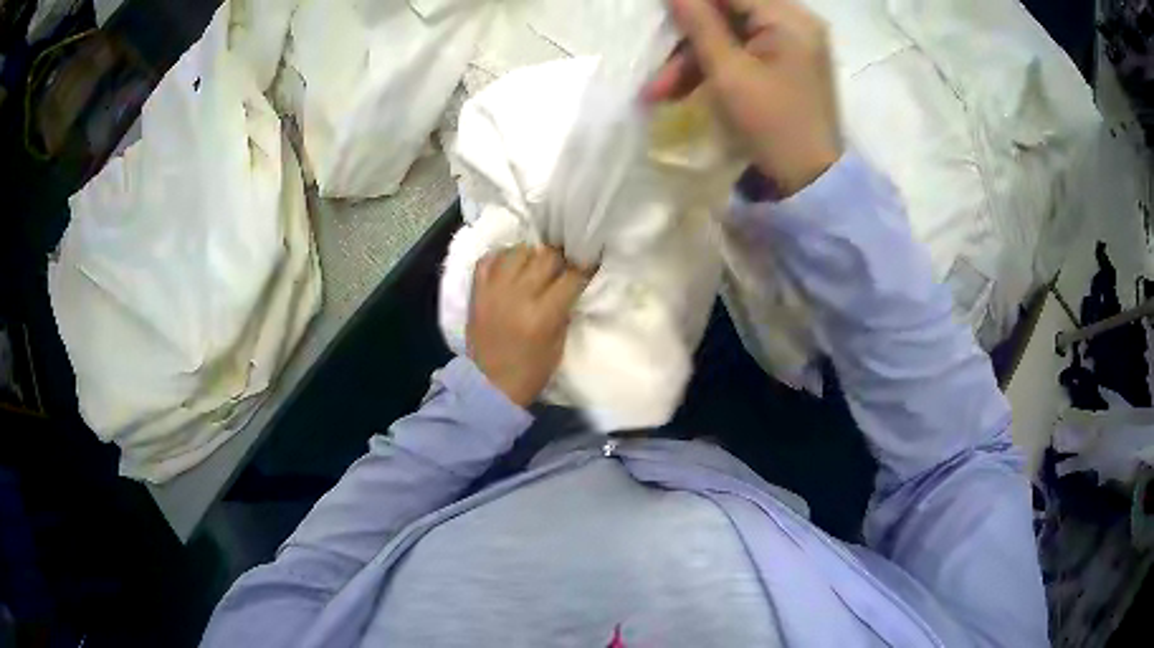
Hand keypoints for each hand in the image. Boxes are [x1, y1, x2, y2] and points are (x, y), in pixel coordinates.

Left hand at [467, 245, 590, 406]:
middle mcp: (519, 295)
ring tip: (534, 266)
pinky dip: (501, 258)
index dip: (584, 269)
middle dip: (560, 260)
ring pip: (518, 251)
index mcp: (543, 314)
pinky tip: (510, 267)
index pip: (572, 277)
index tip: (588, 266)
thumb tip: (569, 286)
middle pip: (547, 257)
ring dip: (531, 256)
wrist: (488, 385)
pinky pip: (488, 259)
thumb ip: (564, 312)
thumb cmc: (530, 372)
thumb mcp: (558, 346)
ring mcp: (494, 290)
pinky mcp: (477, 291)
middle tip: (561, 268)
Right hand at [643, 0, 842, 195]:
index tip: (663, 12)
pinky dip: (713, 69)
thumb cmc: (771, 125)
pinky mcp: (785, 65)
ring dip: (692, 60)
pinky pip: (741, 53)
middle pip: (728, 13)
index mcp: (788, 19)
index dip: (691, 3)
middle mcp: (795, 24)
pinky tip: (682, 92)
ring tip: (658, 94)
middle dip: (687, 40)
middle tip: (656, 68)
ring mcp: (792, 45)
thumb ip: (699, 24)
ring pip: (729, 36)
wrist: (809, 182)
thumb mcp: (728, 72)